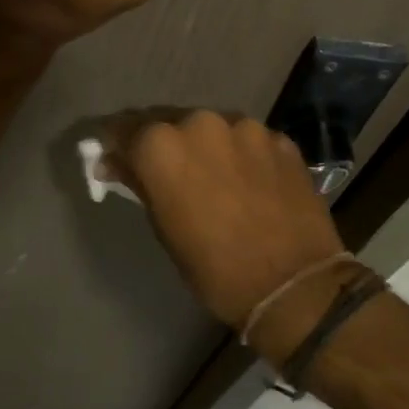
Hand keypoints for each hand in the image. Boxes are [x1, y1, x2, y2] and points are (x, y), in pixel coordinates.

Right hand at [105, 111, 345, 329]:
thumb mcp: (163, 228)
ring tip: (213, 178)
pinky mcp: (280, 139)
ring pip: (211, 129)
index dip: (114, 146)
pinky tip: (249, 183)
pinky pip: (248, 141)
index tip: (113, 161)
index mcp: (161, 145)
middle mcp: (199, 122)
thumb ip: (139, 184)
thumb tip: (114, 163)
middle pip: (168, 123)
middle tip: (165, 172)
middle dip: (162, 144)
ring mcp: (245, 127)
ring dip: (204, 147)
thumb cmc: (214, 267)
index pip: (122, 130)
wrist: (295, 285)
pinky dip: (241, 155)